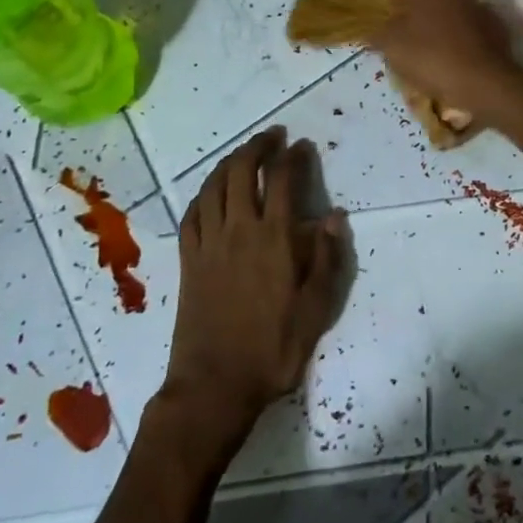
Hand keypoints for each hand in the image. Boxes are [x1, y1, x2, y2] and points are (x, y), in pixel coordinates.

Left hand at [161, 128, 344, 456]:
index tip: (302, 145)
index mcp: (273, 239)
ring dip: (229, 161)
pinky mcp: (188, 260)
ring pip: (213, 186)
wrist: (214, 385)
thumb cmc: (273, 349)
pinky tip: (210, 191)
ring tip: (243, 153)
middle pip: (241, 171)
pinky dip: (202, 193)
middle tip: (273, 136)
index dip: (292, 156)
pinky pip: (192, 213)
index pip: (281, 180)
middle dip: (257, 146)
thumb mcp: (316, 309)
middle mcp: (238, 230)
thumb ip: (327, 259)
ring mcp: (208, 244)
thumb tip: (334, 217)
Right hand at [373, 0, 522, 125]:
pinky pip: (456, 19)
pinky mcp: (488, 22)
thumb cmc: (433, 58)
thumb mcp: (393, 46)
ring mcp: (473, 1)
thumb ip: (374, 31)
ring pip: (438, 3)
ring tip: (407, 36)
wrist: (487, 84)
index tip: (358, 6)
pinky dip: (444, 28)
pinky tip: (436, 46)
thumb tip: (365, 25)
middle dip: (397, 2)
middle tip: (381, 23)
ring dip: (422, 14)